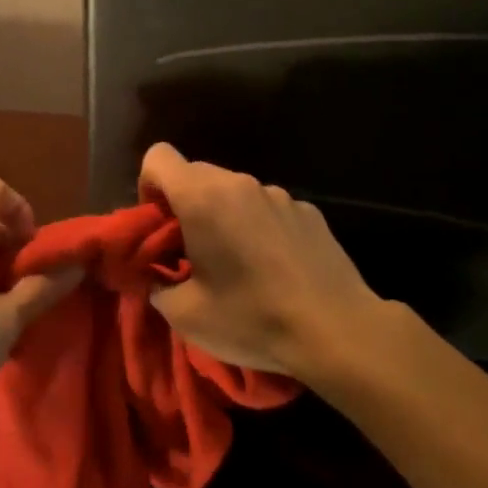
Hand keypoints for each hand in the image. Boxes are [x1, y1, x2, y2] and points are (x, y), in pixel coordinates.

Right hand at [142, 142, 386, 380]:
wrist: (338, 331)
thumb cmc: (253, 319)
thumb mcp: (186, 315)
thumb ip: (156, 286)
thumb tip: (153, 276)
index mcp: (202, 197)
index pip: (158, 157)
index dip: (149, 186)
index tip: (159, 226)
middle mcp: (239, 183)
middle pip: (195, 174)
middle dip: (185, 206)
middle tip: (192, 253)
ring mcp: (278, 194)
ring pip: (233, 192)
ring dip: (224, 216)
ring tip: (238, 266)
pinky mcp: (308, 211)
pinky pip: (267, 209)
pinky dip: (259, 228)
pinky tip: (276, 269)